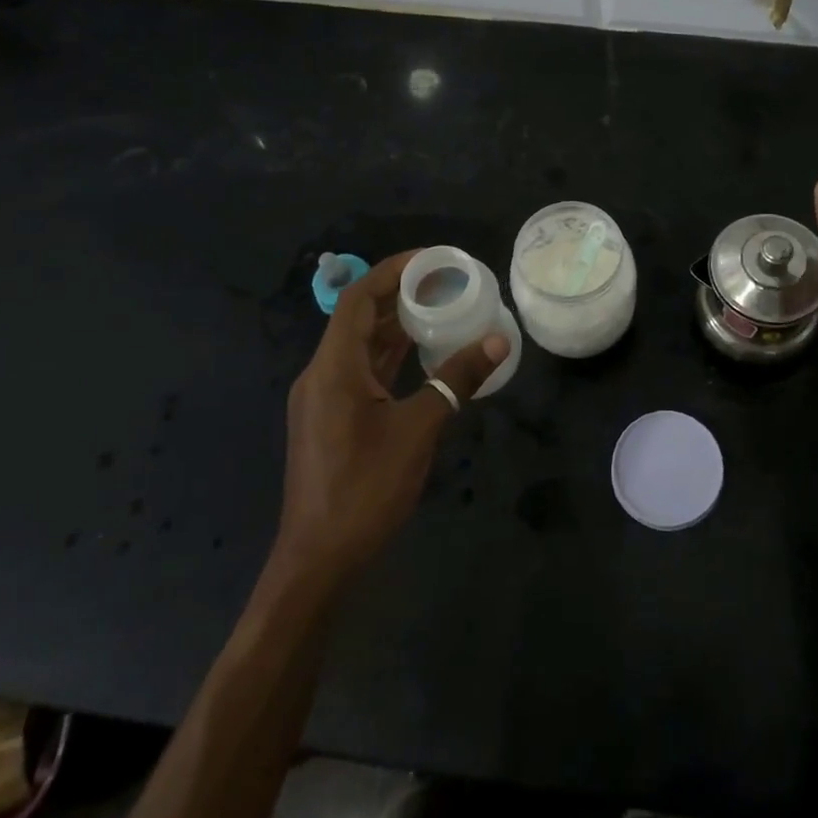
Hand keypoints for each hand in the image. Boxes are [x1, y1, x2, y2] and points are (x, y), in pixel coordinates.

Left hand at [274, 251, 505, 586]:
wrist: (319, 558)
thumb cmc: (366, 488)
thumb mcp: (419, 429)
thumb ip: (457, 380)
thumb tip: (498, 342)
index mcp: (335, 367)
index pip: (359, 299)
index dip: (393, 271)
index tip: (433, 260)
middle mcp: (322, 374)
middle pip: (359, 318)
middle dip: (401, 295)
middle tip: (448, 283)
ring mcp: (323, 398)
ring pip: (361, 347)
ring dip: (397, 326)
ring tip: (442, 309)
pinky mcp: (330, 419)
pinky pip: (361, 371)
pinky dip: (390, 356)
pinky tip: (423, 355)